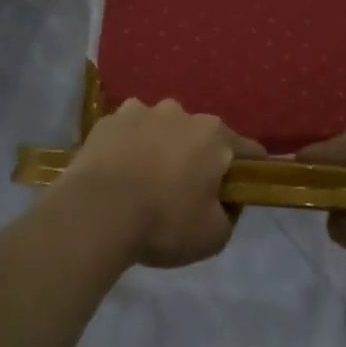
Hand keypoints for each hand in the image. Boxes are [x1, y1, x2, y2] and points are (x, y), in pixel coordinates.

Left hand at [59, 99, 263, 268]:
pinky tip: (118, 172)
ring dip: (161, 147)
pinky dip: (128, 146)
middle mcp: (181, 113)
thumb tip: (226, 201)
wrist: (96, 212)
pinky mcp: (108, 120)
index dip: (249, 171)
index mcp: (214, 136)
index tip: (241, 189)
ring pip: (161, 128)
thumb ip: (230, 214)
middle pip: (201, 136)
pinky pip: (128, 132)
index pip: (248, 150)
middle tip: (185, 191)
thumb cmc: (163, 222)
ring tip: (145, 180)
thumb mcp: (214, 236)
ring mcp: (141, 110)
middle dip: (198, 158)